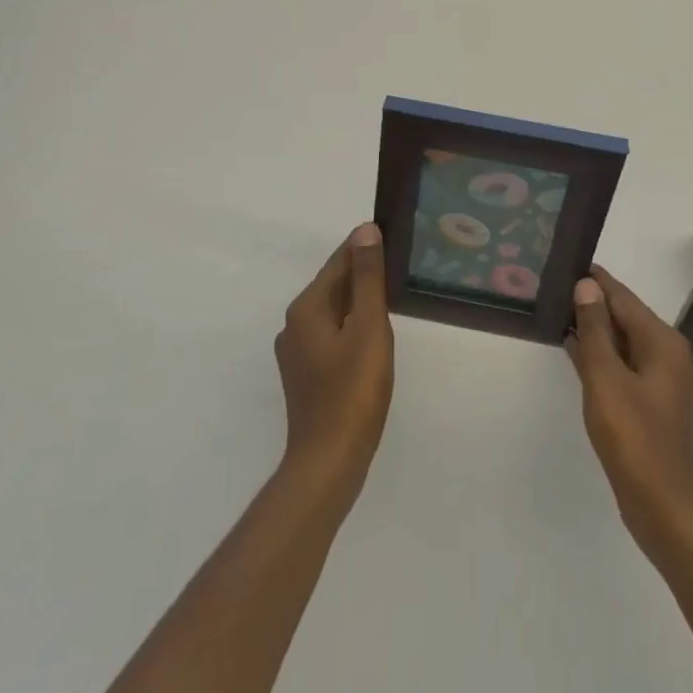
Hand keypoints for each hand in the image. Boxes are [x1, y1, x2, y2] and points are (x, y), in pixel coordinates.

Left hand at [274, 223, 394, 502]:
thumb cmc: (353, 392)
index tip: (391, 235)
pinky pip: (332, 335)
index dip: (364, 248)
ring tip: (391, 295)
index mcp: (307, 308)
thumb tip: (365, 230)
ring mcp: (297, 352)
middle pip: (333, 286)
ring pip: (333, 312)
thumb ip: (368, 278)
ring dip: (359, 300)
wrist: (329, 462)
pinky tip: (373, 335)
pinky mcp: (306, 375)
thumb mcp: (369, 328)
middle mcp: (294, 324)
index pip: (338, 262)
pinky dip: (352, 326)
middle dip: (362, 273)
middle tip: (398, 264)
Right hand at [567, 265, 692, 560]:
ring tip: (560, 312)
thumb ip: (595, 330)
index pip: (622, 298)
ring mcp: (660, 380)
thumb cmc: (634, 439)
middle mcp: (666, 354)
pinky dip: (600, 355)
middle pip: (625, 317)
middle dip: (592, 303)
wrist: (664, 508)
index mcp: (661, 342)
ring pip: (622, 341)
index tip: (568, 262)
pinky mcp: (650, 402)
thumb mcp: (606, 379)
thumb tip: (586, 286)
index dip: (595, 281)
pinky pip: (622, 364)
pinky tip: (574, 350)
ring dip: (594, 330)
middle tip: (556, 286)